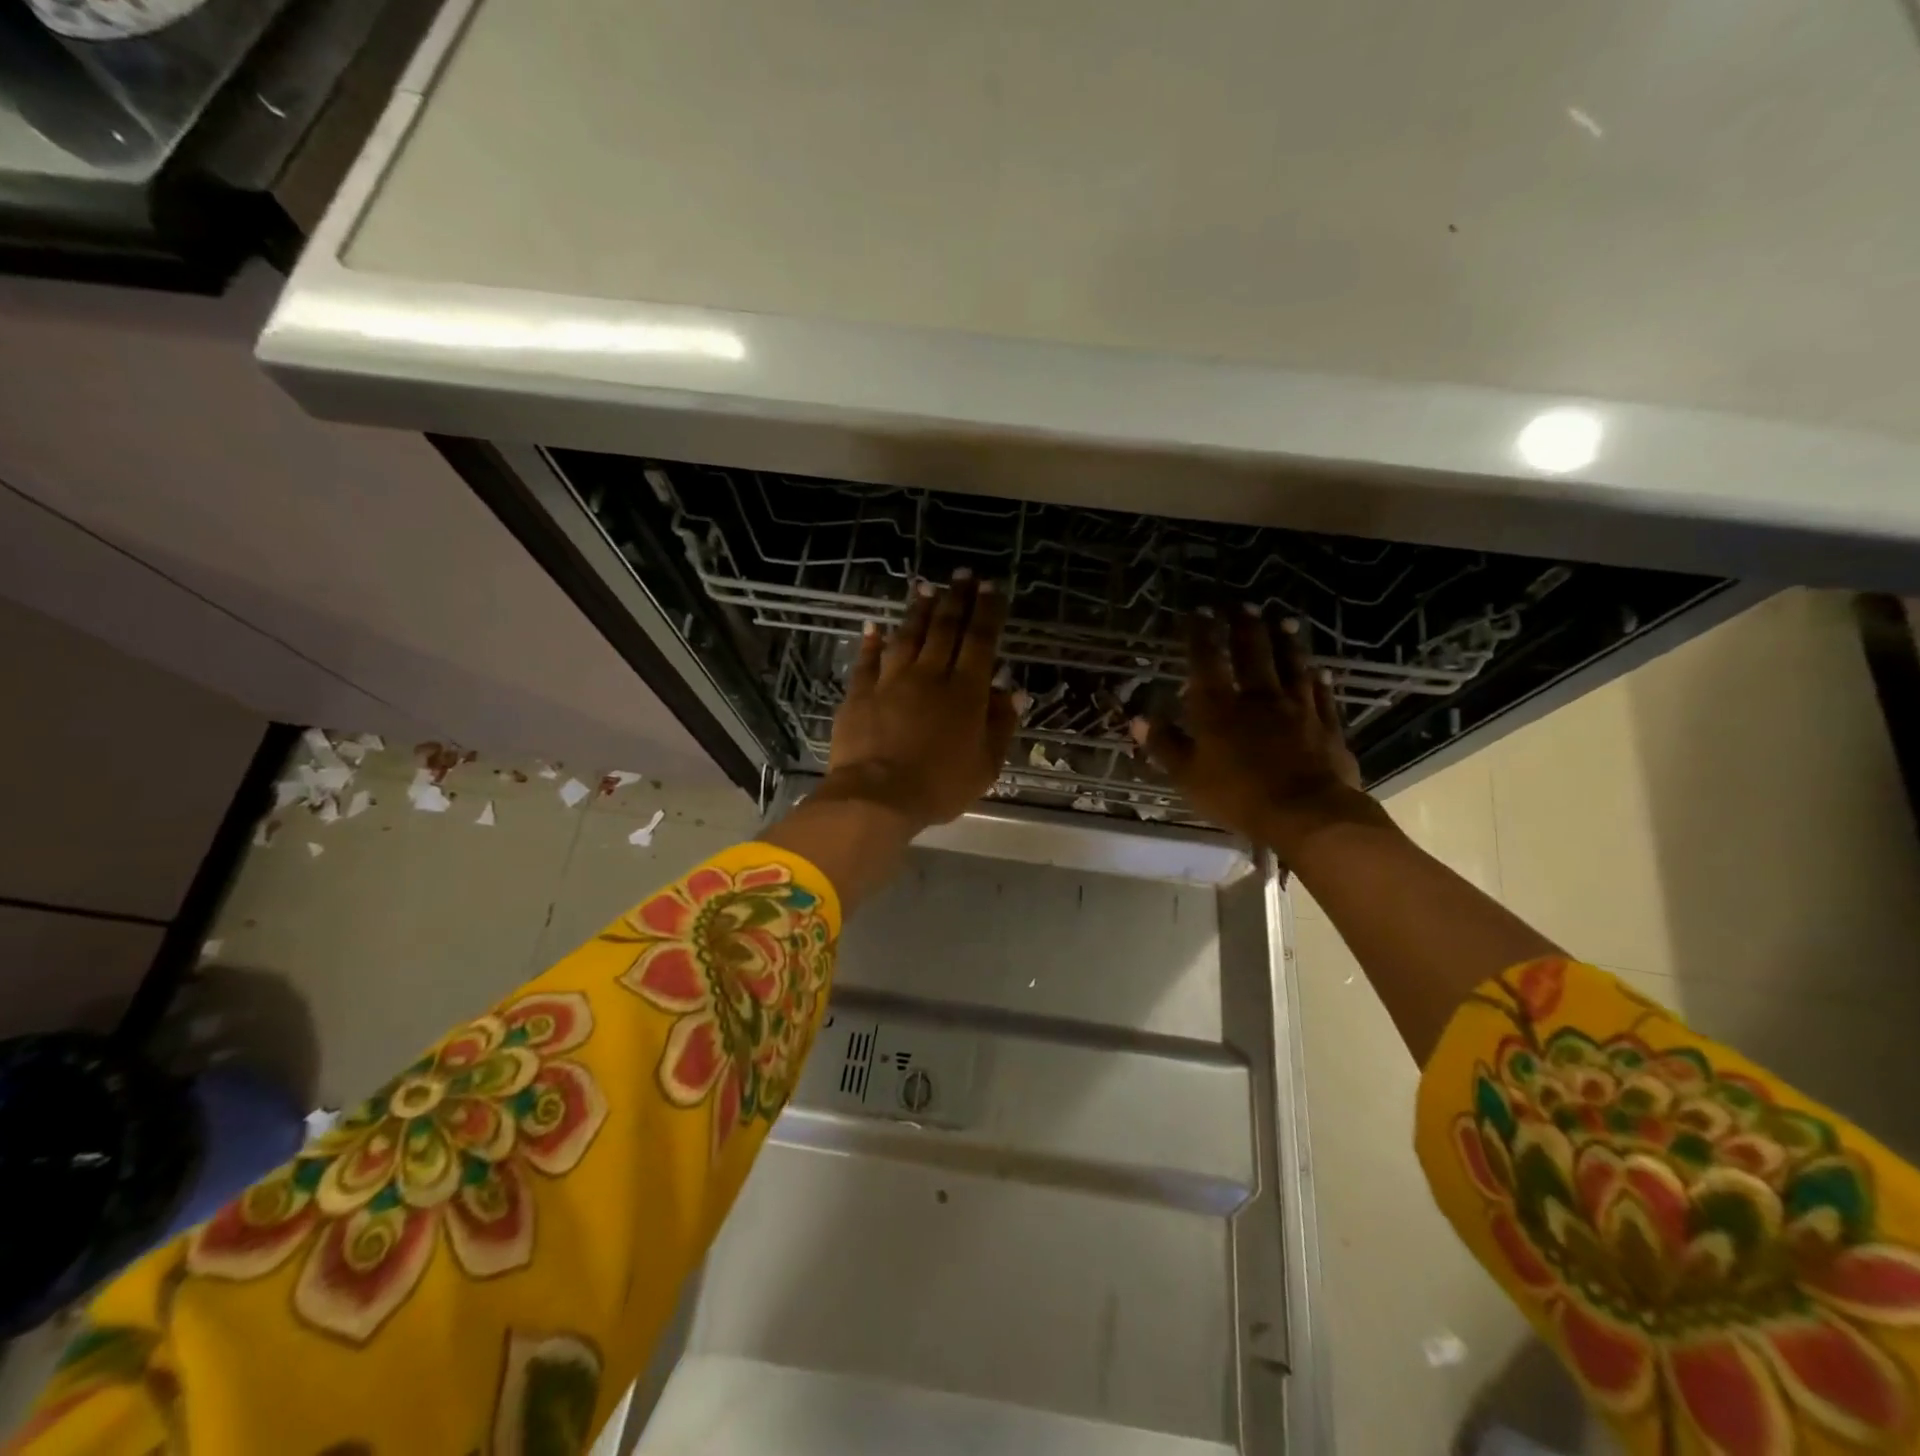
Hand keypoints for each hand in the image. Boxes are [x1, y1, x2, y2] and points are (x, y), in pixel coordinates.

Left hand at [818, 570, 1018, 830]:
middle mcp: (929, 676)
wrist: (877, 797)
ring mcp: (891, 681)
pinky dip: (871, 642)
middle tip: (963, 576)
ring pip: (908, 636)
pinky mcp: (860, 693)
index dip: (987, 612)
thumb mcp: (985, 765)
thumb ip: (1000, 725)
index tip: (992, 588)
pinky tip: (874, 626)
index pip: (980, 641)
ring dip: (918, 611)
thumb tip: (1013, 692)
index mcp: (965, 692)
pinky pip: (867, 660)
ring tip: (926, 588)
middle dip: (957, 599)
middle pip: (945, 629)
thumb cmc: (939, 786)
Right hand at [1132, 607, 1380, 856]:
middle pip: (1253, 653)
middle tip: (1244, 605)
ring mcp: (1298, 709)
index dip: (1201, 635)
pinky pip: (1322, 696)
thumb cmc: (1237, 796)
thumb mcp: (1188, 776)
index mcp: (1220, 708)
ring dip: (1286, 642)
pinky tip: (1320, 671)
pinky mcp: (1327, 727)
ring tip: (1284, 621)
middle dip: (1246, 627)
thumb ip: (1165, 745)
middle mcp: (1259, 698)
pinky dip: (1319, 681)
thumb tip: (1140, 719)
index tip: (1199, 612)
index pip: (1207, 661)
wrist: (1306, 814)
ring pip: (1292, 667)